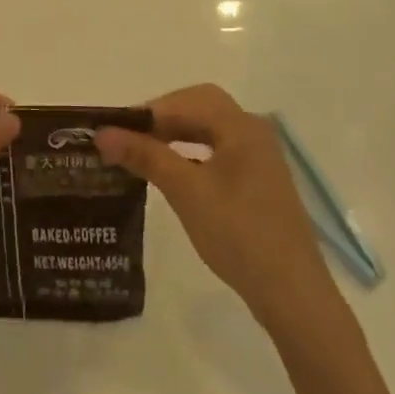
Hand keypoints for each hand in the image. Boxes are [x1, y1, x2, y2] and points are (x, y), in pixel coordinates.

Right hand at [95, 85, 340, 331]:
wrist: (291, 293)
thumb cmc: (238, 233)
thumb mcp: (185, 191)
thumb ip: (145, 155)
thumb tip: (102, 133)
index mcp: (241, 126)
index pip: (186, 100)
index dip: (148, 110)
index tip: (115, 130)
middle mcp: (254, 133)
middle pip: (200, 108)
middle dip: (162, 118)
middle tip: (129, 138)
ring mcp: (259, 158)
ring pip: (209, 130)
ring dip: (175, 135)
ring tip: (143, 153)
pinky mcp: (258, 181)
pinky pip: (218, 151)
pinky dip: (191, 153)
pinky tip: (172, 173)